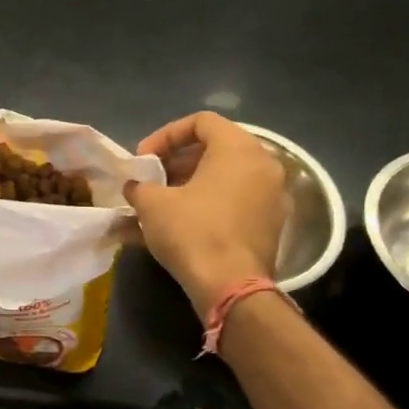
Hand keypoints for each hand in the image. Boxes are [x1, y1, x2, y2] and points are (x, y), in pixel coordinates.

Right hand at [125, 113, 290, 312]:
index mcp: (239, 149)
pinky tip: (180, 224)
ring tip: (161, 203)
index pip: (201, 122)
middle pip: (216, 148)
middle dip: (178, 162)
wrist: (230, 286)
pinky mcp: (272, 225)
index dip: (166, 135)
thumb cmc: (192, 232)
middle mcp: (264, 165)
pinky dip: (209, 204)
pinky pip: (236, 202)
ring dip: (192, 184)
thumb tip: (135, 187)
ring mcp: (273, 196)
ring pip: (226, 177)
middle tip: (153, 179)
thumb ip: (140, 187)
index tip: (144, 158)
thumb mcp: (152, 204)